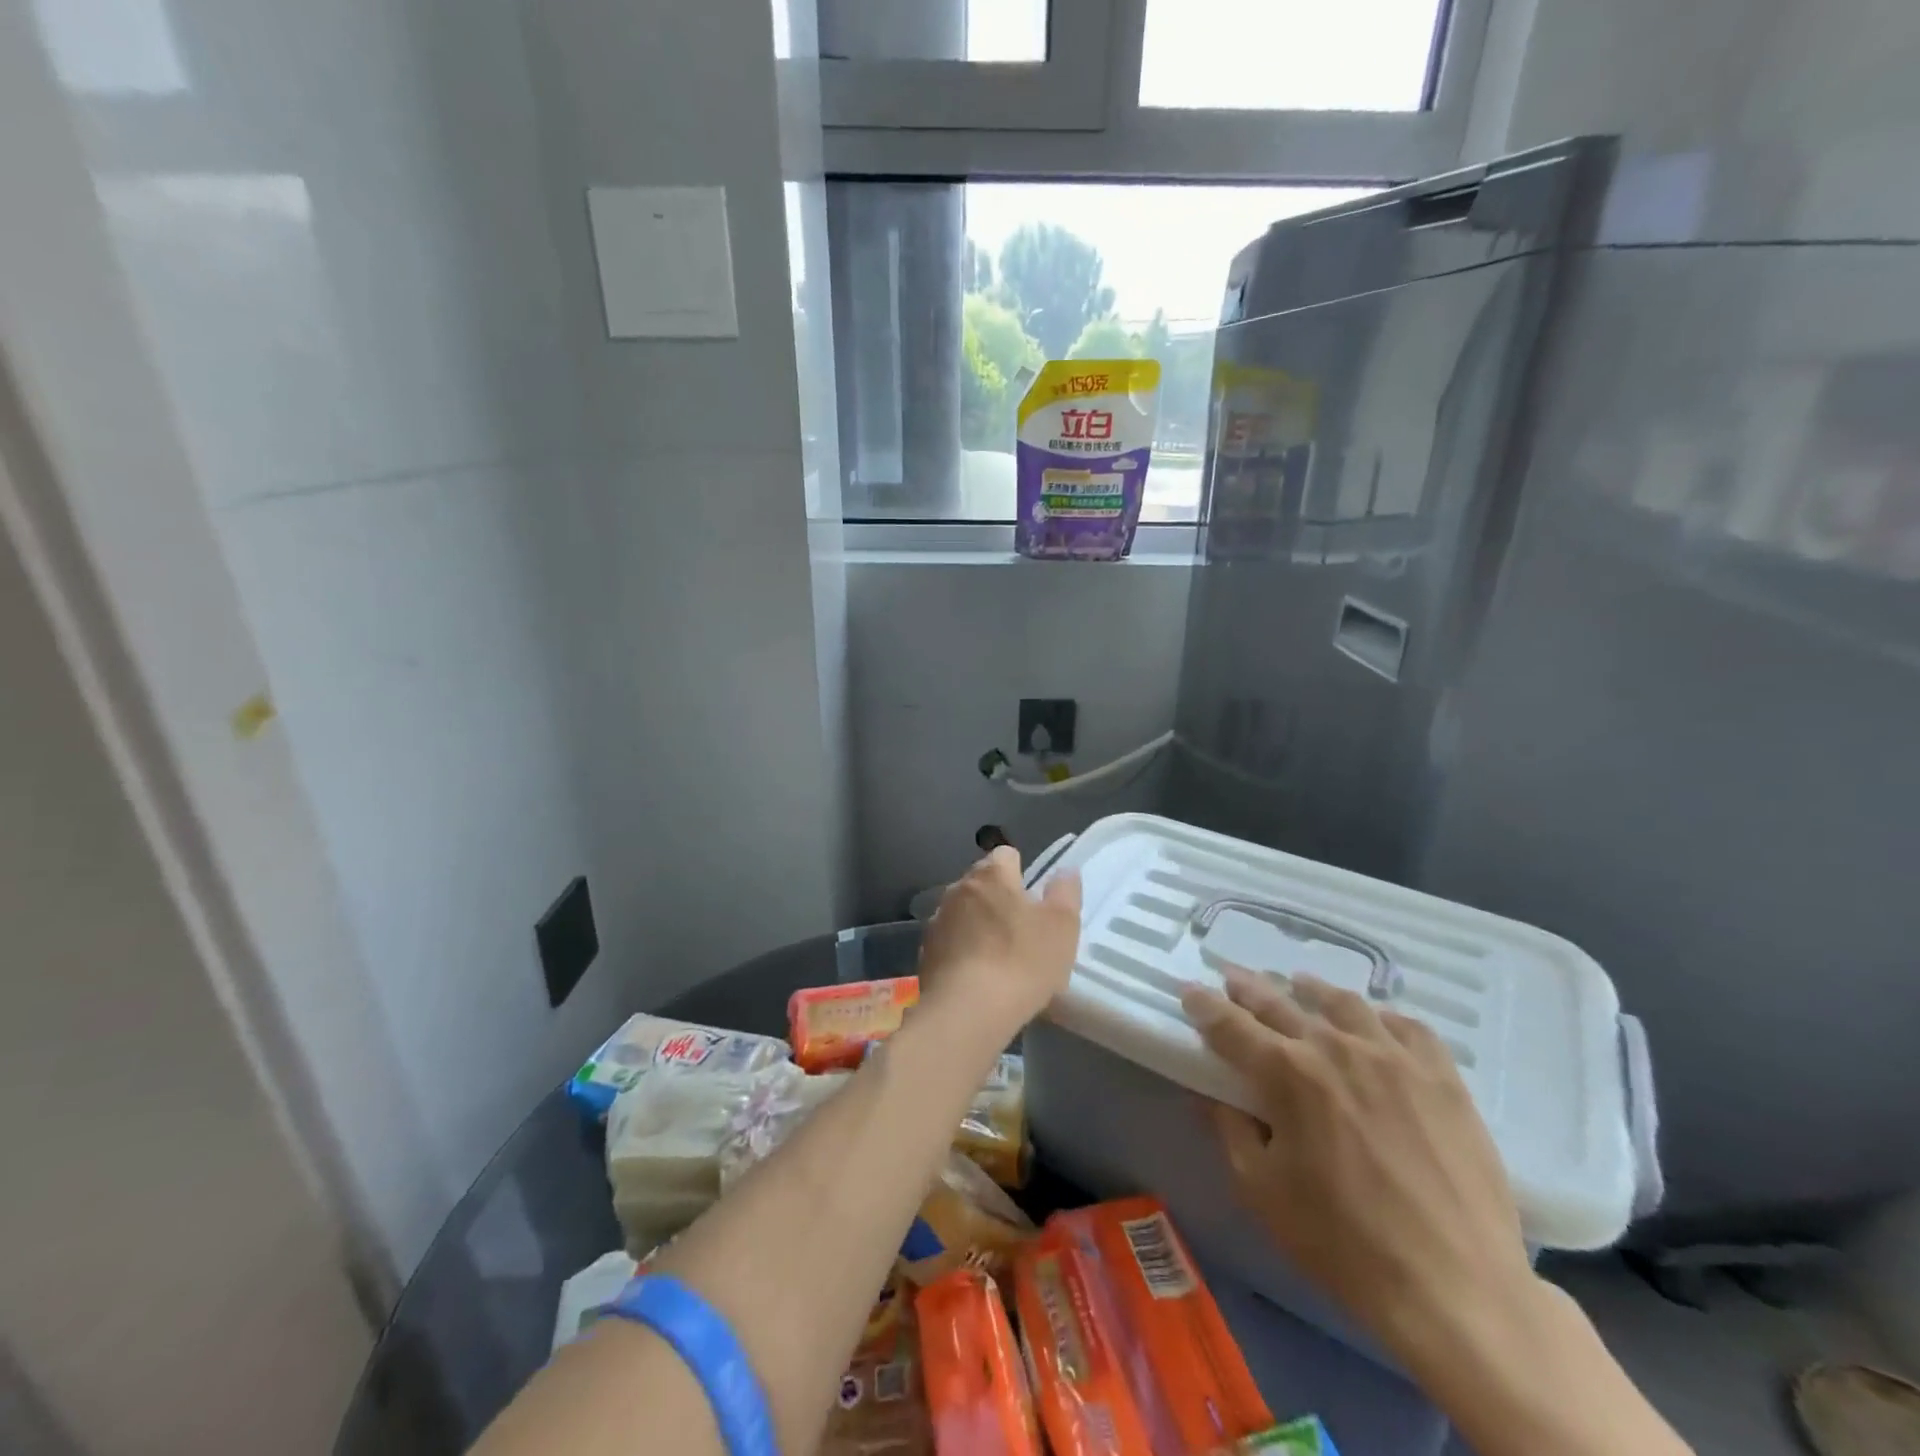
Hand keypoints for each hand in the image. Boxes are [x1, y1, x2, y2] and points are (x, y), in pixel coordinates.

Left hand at [919, 847, 1081, 1033]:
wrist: (967, 1011)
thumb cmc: (1022, 961)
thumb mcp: (1061, 926)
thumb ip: (1065, 893)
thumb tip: (1065, 871)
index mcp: (990, 875)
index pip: (1005, 855)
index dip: (1021, 872)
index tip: (1033, 899)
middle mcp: (957, 889)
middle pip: (981, 883)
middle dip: (998, 899)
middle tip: (1021, 930)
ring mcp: (937, 921)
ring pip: (963, 913)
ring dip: (977, 926)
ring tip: (998, 958)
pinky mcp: (925, 954)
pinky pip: (949, 943)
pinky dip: (962, 952)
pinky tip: (977, 978)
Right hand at [1181, 966, 1536, 1372]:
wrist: (1456, 1288)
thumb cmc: (1343, 1242)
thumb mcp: (1261, 1190)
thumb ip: (1230, 1131)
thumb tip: (1210, 1095)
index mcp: (1287, 1074)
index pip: (1231, 1025)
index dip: (1204, 1006)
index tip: (1190, 991)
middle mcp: (1335, 1048)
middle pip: (1280, 1003)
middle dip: (1248, 988)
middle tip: (1232, 976)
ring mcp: (1394, 1057)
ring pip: (1343, 1003)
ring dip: (1312, 990)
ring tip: (1300, 984)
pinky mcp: (1442, 1076)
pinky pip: (1407, 1026)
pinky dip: (1381, 1015)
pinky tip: (1374, 1019)